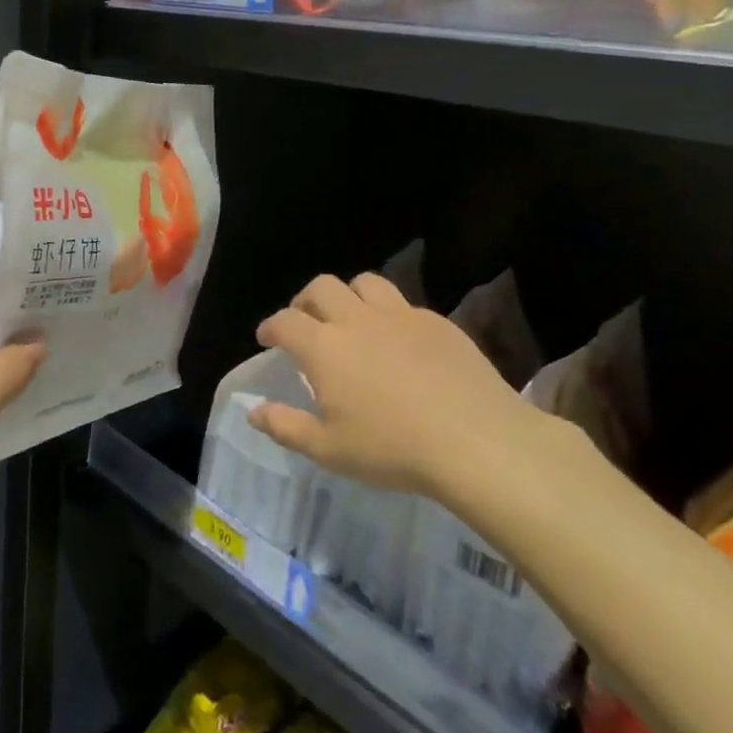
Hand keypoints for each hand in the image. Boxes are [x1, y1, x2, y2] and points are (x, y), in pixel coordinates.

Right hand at [249, 272, 564, 497]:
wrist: (479, 442)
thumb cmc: (393, 449)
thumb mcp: (328, 450)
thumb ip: (286, 427)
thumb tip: (253, 411)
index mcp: (324, 347)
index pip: (284, 321)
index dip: (270, 327)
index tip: (267, 339)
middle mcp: (357, 321)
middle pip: (322, 287)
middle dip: (305, 301)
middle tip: (306, 323)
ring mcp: (401, 317)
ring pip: (366, 283)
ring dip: (349, 295)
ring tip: (351, 320)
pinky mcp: (439, 323)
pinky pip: (404, 304)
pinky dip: (390, 314)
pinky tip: (398, 342)